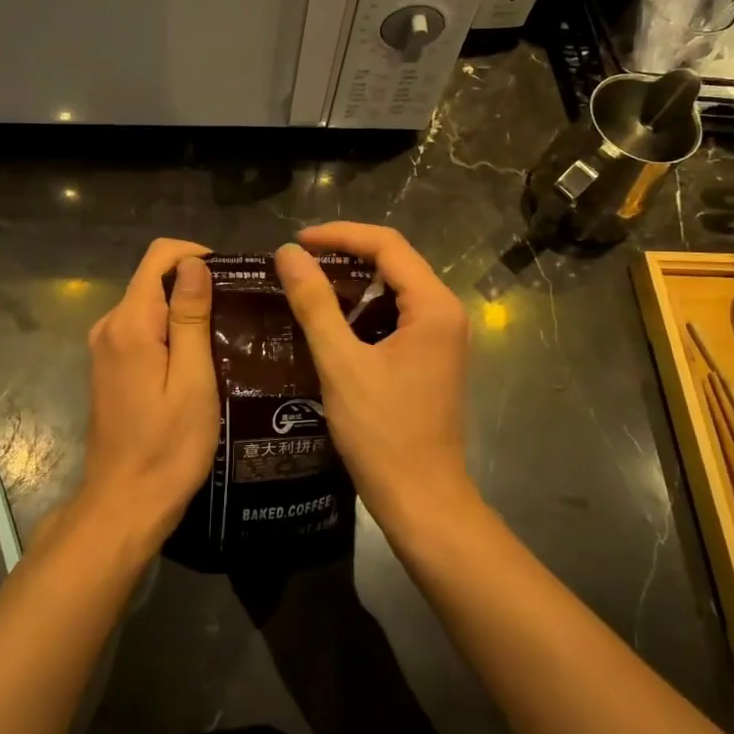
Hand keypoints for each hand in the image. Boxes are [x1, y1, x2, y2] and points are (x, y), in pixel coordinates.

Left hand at [79, 238, 218, 550]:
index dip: (195, 254)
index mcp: (129, 323)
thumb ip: (190, 317)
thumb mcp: (192, 381)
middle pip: (152, 278)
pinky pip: (142, 329)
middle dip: (194, 283)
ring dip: (184, 309)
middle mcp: (109, 326)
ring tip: (226, 334)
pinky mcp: (109, 367)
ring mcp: (105, 348)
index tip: (231, 277)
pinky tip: (199, 357)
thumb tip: (193, 264)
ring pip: (149, 304)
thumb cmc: (168, 447)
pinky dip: (170, 331)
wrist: (124, 505)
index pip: (158, 256)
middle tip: (237, 311)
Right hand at [273, 223, 476, 535]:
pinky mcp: (431, 356)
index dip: (340, 234)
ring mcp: (441, 336)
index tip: (297, 242)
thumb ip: (315, 303)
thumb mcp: (341, 363)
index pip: (387, 244)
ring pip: (394, 288)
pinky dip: (363, 308)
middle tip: (297, 262)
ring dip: (353, 281)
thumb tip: (289, 253)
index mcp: (433, 306)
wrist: (421, 499)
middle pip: (394, 260)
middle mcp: (444, 312)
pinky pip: (396, 314)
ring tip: (307, 284)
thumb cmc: (382, 433)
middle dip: (345, 254)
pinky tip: (330, 319)